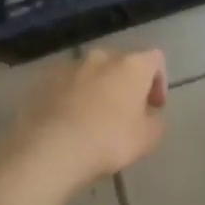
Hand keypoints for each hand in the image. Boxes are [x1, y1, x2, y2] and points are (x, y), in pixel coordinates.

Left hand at [5, 48, 168, 187]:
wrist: (51, 147)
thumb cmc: (108, 140)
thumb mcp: (148, 139)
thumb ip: (156, 122)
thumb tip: (150, 115)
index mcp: (131, 65)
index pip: (155, 59)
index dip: (159, 81)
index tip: (153, 108)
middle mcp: (101, 57)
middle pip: (121, 63)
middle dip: (126, 84)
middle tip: (125, 114)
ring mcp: (70, 66)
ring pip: (91, 72)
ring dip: (97, 89)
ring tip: (93, 120)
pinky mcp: (45, 79)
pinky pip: (67, 84)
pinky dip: (72, 97)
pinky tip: (69, 123)